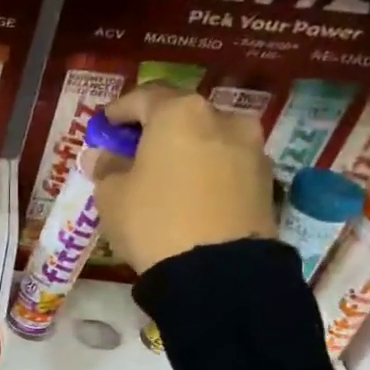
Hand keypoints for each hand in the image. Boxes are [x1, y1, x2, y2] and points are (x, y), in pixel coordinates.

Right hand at [91, 84, 276, 274]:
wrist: (218, 272)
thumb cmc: (153, 220)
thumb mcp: (112, 195)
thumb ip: (107, 167)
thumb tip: (103, 155)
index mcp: (180, 113)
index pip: (143, 97)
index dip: (119, 110)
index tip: (104, 126)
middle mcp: (222, 119)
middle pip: (181, 115)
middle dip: (156, 129)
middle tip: (133, 150)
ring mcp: (251, 150)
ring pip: (209, 140)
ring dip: (186, 150)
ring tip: (164, 176)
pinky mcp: (266, 182)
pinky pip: (226, 166)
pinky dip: (206, 172)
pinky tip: (190, 194)